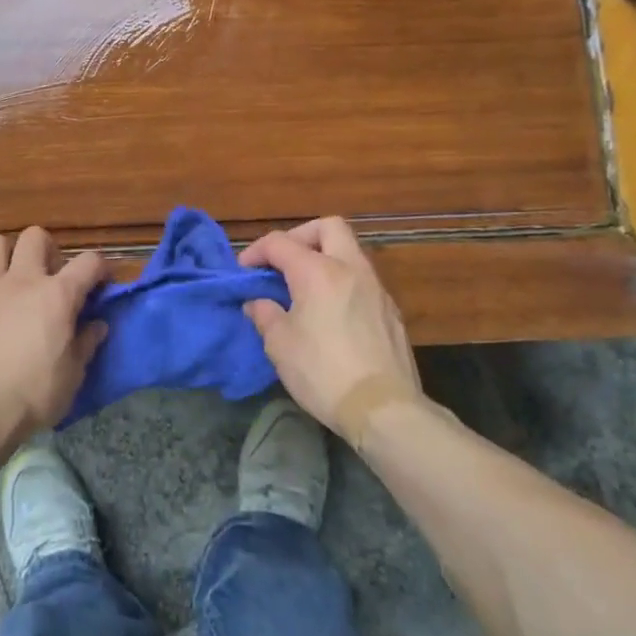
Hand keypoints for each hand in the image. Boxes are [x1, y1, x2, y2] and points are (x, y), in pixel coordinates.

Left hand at [0, 227, 109, 437]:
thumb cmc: (34, 394)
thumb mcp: (73, 375)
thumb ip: (86, 344)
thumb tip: (97, 326)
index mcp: (57, 295)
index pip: (89, 262)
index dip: (101, 268)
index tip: (103, 283)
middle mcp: (22, 281)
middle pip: (35, 237)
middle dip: (48, 249)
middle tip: (51, 277)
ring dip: (5, 255)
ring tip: (12, 279)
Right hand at [238, 217, 424, 436]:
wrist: (383, 408)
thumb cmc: (322, 372)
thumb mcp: (279, 345)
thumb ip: (265, 315)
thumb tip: (258, 303)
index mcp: (318, 271)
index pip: (280, 242)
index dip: (256, 251)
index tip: (244, 270)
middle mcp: (350, 269)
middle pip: (328, 226)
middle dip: (301, 236)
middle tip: (284, 262)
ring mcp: (376, 288)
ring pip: (350, 252)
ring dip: (325, 258)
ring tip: (305, 289)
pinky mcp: (391, 311)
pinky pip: (363, 280)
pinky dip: (342, 282)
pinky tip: (332, 313)